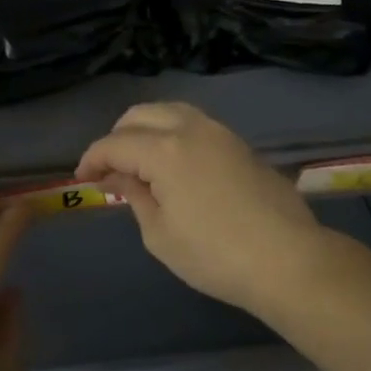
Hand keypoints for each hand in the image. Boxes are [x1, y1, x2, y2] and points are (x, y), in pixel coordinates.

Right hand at [77, 101, 322, 313]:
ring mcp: (219, 132)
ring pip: (170, 111)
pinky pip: (194, 124)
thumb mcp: (160, 235)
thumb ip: (135, 196)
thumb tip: (119, 177)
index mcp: (164, 150)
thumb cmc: (215, 255)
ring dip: (147, 129)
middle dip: (118, 136)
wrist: (288, 260)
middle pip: (140, 114)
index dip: (92, 159)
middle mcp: (189, 128)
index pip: (115, 144)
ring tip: (140, 160)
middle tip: (110, 167)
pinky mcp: (239, 143)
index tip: (83, 179)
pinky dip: (173, 133)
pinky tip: (174, 163)